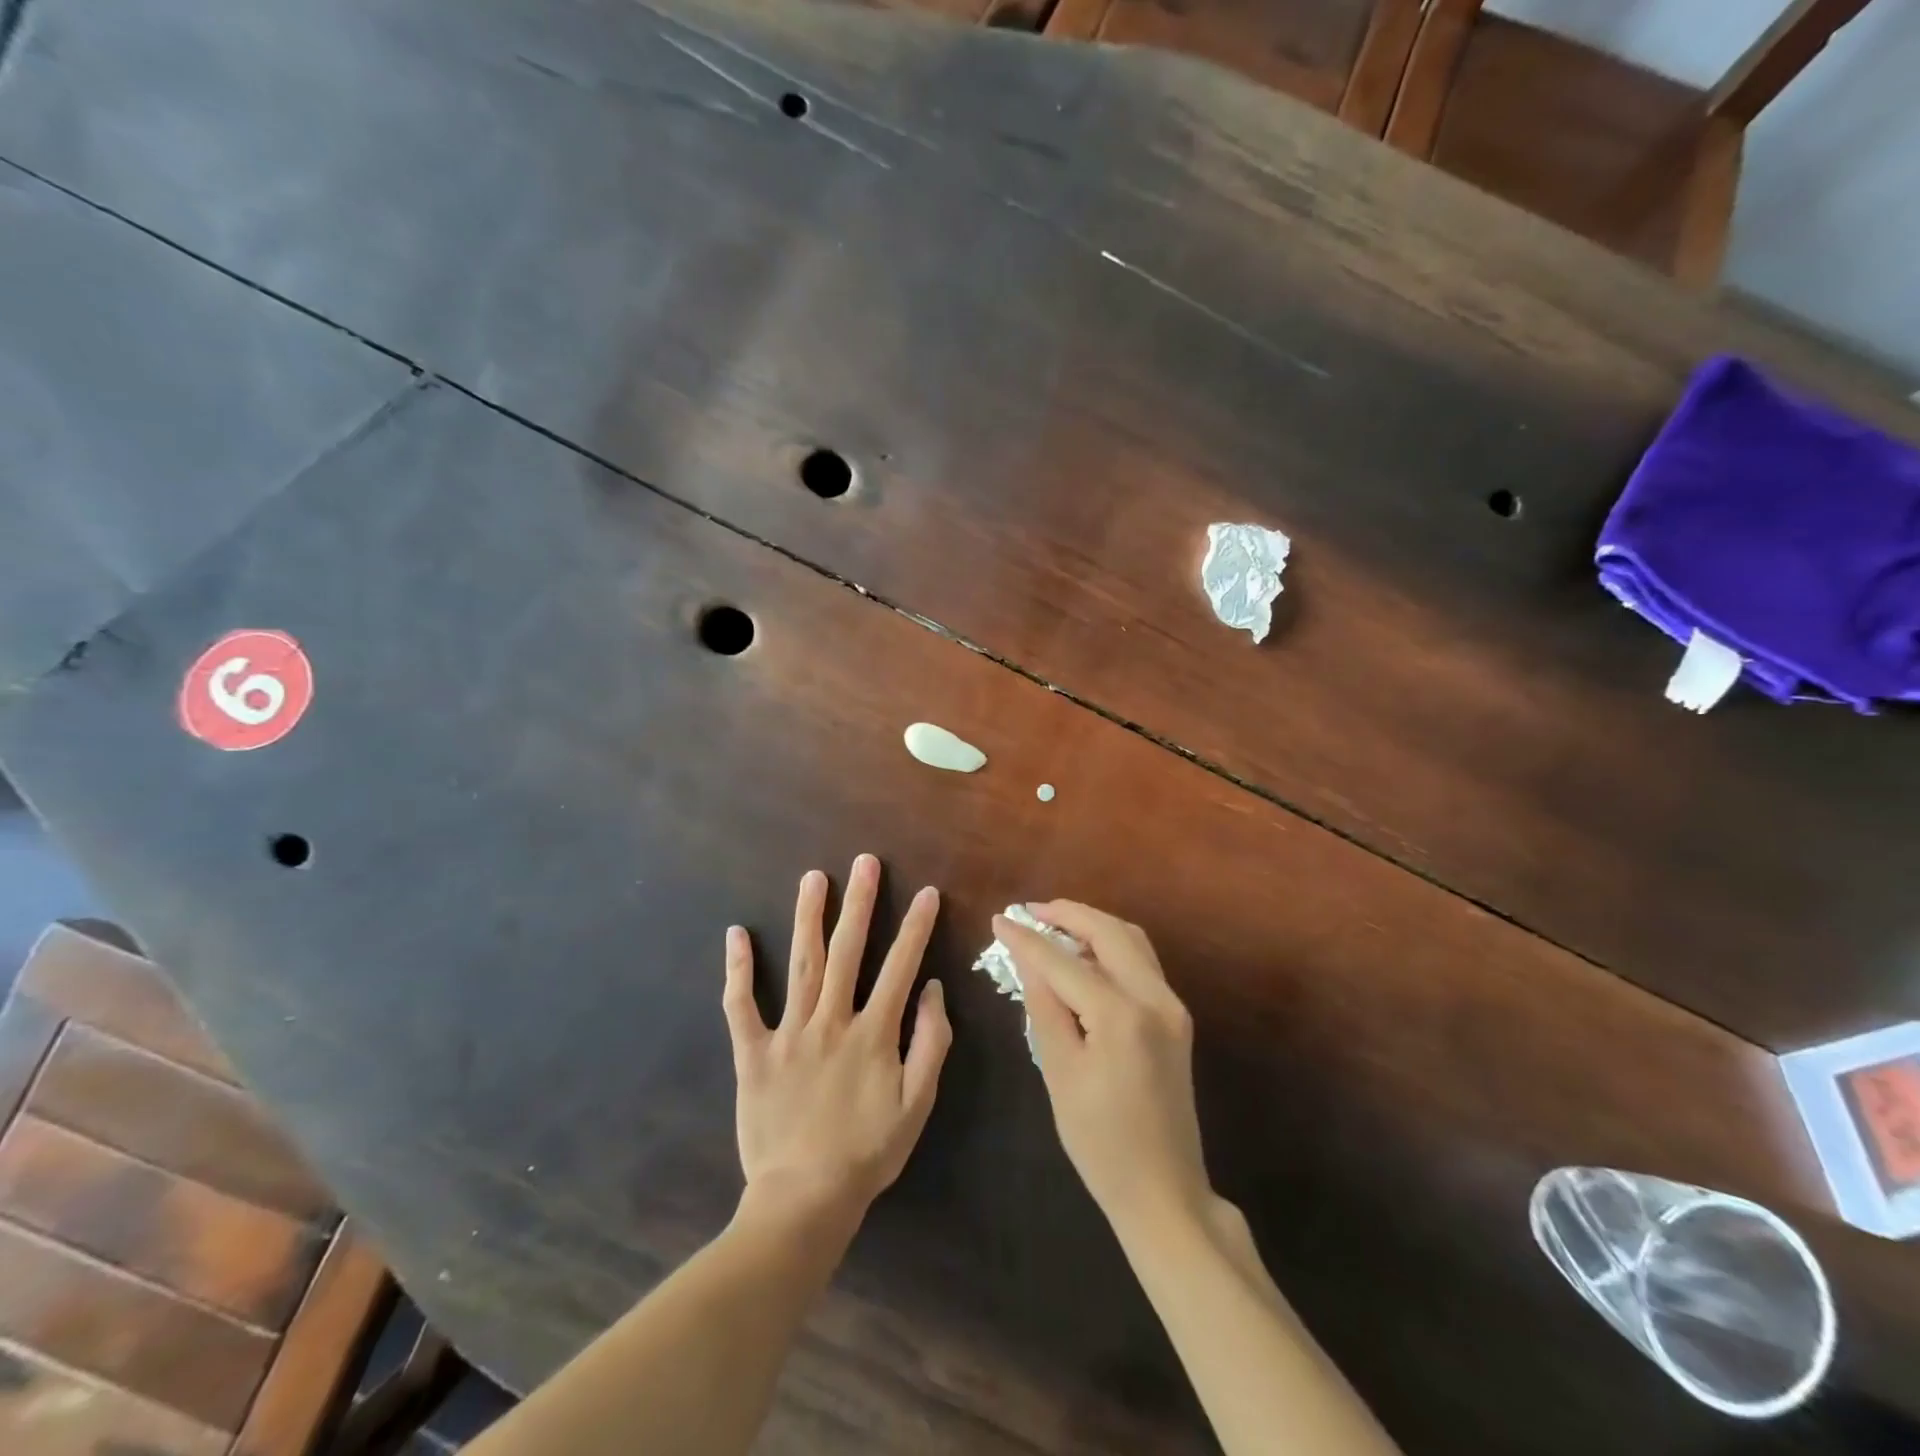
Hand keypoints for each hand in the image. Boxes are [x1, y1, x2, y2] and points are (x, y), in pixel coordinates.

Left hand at [724, 854, 951, 1221]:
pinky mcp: (753, 1053)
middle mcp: (831, 1021)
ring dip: (808, 918)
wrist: (804, 1200)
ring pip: (802, 965)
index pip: (900, 967)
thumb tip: (933, 989)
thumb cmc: (867, 1152)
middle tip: (864, 862)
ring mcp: (789, 1033)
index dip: (915, 927)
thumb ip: (930, 1043)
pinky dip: (738, 971)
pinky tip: (736, 934)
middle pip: (848, 951)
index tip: (926, 892)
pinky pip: (742, 1006)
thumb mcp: (917, 1105)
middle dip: (859, 903)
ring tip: (813, 878)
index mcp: (873, 1033)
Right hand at [996, 902, 1211, 1239]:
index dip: (1028, 939)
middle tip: (1030, 912)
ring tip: (1053, 926)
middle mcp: (1155, 997)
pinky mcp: (1177, 1017)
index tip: (999, 919)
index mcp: (1121, 1014)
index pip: (1063, 961)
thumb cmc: (1100, 1142)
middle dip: (1067, 914)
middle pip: (1109, 931)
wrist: (1165, 1191)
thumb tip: (1026, 957)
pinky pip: (1141, 962)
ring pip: (1131, 940)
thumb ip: (1044, 1006)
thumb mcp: (1060, 1072)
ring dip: (1092, 925)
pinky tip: (1084, 955)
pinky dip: (1111, 946)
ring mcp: (1172, 1005)